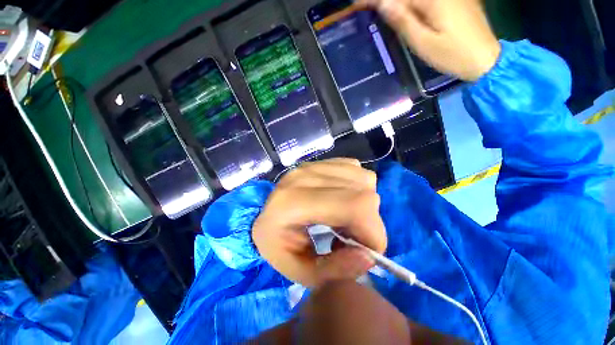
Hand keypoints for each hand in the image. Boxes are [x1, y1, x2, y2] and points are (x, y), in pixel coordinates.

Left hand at [252, 158, 386, 287]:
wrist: (266, 214)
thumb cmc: (277, 244)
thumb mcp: (298, 271)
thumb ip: (333, 272)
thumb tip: (369, 256)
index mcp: (294, 202)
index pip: (354, 206)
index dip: (373, 232)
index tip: (367, 252)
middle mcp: (305, 176)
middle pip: (363, 192)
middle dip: (369, 222)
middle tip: (353, 237)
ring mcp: (314, 165)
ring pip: (364, 179)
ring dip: (364, 204)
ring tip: (346, 218)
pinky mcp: (320, 161)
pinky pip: (355, 169)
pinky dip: (358, 187)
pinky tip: (343, 198)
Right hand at [358, 0, 500, 80]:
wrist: (485, 58)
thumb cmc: (452, 55)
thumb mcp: (423, 43)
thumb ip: (403, 21)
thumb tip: (384, 4)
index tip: (358, 2)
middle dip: (386, 0)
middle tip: (368, 6)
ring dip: (398, 2)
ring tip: (382, 9)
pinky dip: (412, 3)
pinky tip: (402, 9)